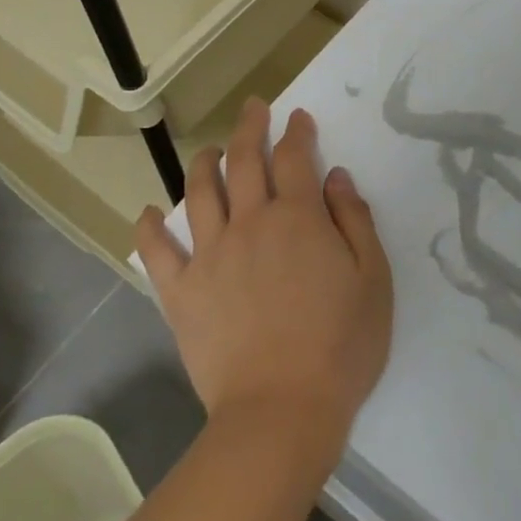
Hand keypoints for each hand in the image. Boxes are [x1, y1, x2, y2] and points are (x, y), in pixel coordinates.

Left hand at [135, 98, 393, 463]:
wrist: (281, 412)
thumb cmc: (340, 346)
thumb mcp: (372, 279)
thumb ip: (355, 220)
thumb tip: (335, 176)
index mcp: (297, 218)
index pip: (294, 158)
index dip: (297, 132)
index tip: (298, 118)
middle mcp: (249, 223)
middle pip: (244, 161)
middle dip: (249, 128)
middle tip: (253, 108)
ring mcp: (210, 256)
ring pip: (199, 193)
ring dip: (203, 164)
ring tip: (209, 151)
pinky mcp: (181, 293)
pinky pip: (157, 253)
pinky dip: (150, 229)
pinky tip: (148, 213)